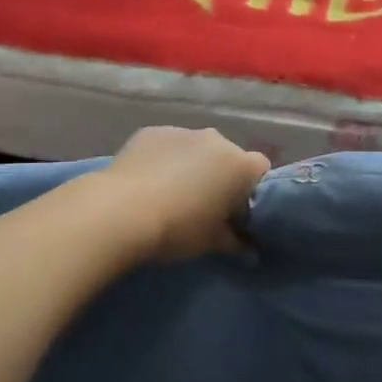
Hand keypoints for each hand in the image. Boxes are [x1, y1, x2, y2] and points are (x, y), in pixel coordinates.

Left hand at [100, 127, 271, 259]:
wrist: (121, 211)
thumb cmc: (178, 228)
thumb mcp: (211, 242)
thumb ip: (236, 242)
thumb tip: (250, 249)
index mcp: (240, 165)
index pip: (260, 170)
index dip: (250, 190)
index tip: (235, 212)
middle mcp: (217, 140)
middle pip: (228, 156)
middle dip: (220, 176)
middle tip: (203, 205)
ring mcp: (183, 132)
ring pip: (197, 148)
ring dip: (192, 165)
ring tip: (171, 193)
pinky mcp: (152, 131)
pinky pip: (168, 145)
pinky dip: (164, 158)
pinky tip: (148, 181)